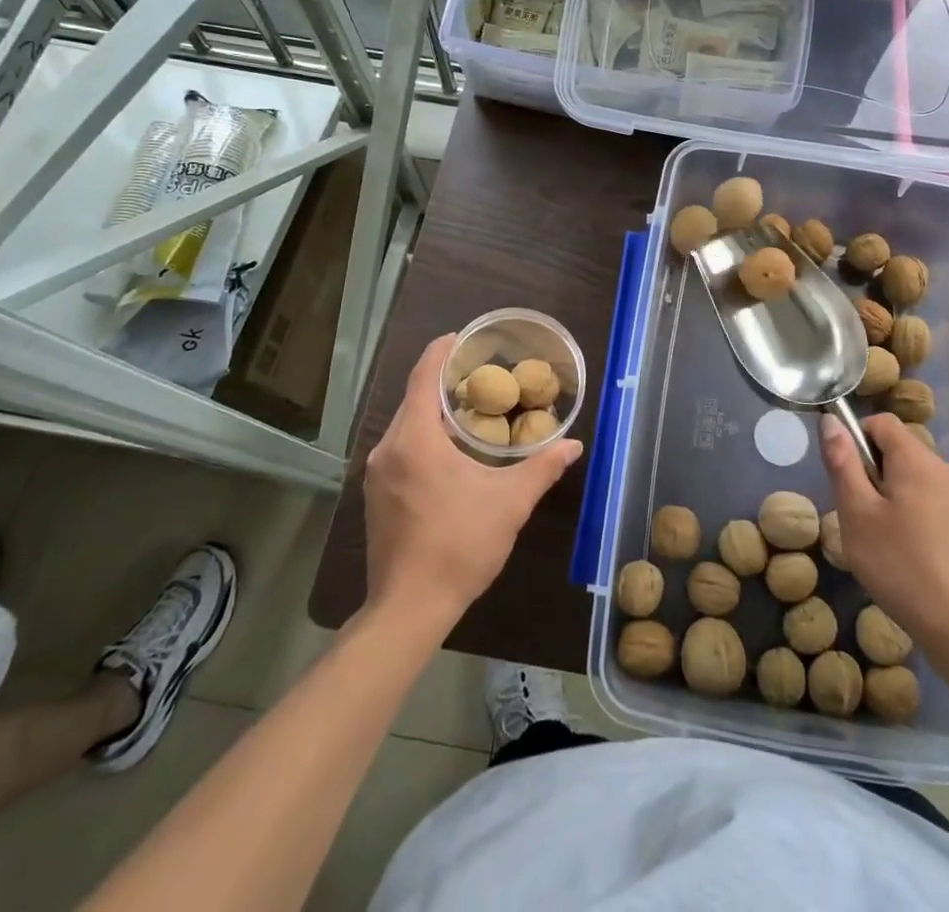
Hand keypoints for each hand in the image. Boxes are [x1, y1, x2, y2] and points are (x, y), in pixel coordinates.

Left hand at [364, 335, 583, 629]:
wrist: (408, 609)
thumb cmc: (459, 545)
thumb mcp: (509, 503)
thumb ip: (542, 468)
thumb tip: (573, 444)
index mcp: (415, 439)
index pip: (423, 376)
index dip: (441, 352)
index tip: (461, 338)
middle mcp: (388, 448)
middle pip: (413, 399)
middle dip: (442, 383)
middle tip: (479, 377)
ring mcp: (376, 474)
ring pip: (405, 427)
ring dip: (432, 413)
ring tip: (469, 411)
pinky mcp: (375, 496)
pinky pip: (399, 449)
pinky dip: (422, 438)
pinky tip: (448, 452)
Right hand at [820, 413, 948, 642]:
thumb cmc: (897, 562)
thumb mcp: (856, 510)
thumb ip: (842, 461)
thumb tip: (831, 421)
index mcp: (916, 459)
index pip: (881, 422)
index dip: (855, 437)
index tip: (844, 474)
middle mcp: (940, 467)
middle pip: (894, 446)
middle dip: (868, 468)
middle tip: (856, 509)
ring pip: (906, 472)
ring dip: (883, 490)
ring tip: (874, 530)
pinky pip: (921, 493)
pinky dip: (902, 506)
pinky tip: (896, 544)